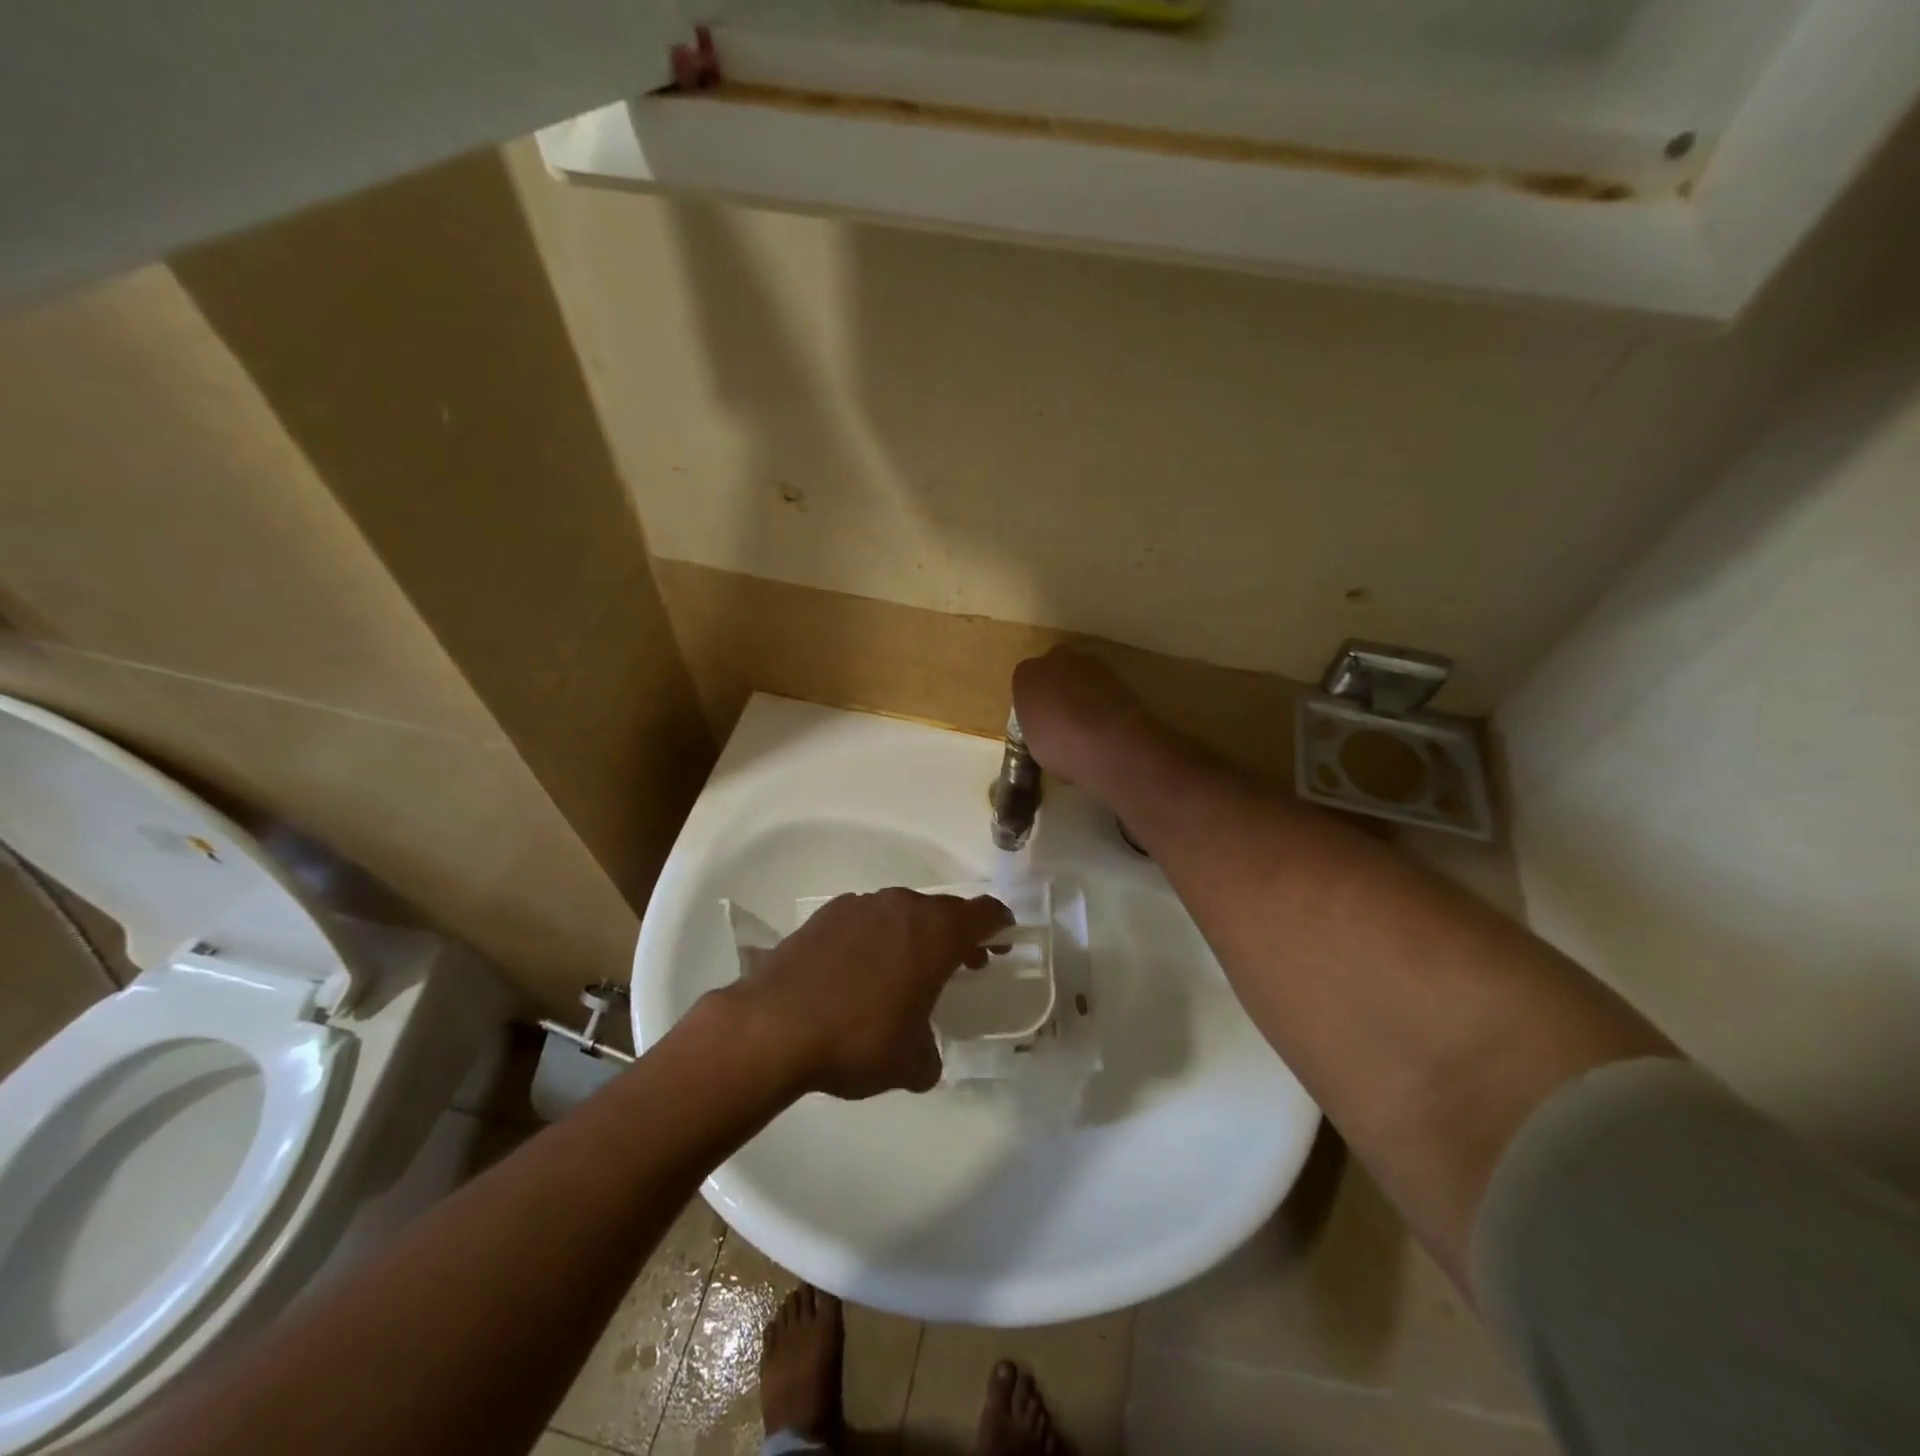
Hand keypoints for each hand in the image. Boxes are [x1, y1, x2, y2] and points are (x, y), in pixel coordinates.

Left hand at [726, 889, 1012, 1098]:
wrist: (774, 1026)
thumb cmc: (857, 1040)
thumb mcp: (909, 1063)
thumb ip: (929, 1056)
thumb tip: (925, 1059)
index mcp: (936, 934)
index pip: (984, 913)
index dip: (999, 924)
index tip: (1003, 939)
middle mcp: (903, 907)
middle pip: (944, 910)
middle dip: (958, 933)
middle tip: (963, 962)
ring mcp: (861, 905)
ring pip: (902, 911)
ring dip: (914, 933)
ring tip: (908, 967)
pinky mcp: (826, 914)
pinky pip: (866, 918)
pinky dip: (875, 936)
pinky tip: (860, 968)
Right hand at [1012, 648, 1157, 790]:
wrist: (1106, 741)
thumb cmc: (1058, 745)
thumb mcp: (1033, 742)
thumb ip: (1037, 724)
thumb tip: (1045, 728)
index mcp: (1026, 675)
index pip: (1025, 681)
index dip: (1033, 700)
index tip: (1039, 719)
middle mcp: (1055, 659)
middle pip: (1053, 669)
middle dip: (1057, 686)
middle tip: (1062, 715)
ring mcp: (1089, 663)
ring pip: (1080, 674)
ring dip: (1082, 690)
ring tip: (1088, 721)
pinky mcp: (1117, 672)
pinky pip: (1102, 685)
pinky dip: (1103, 697)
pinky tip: (1107, 721)